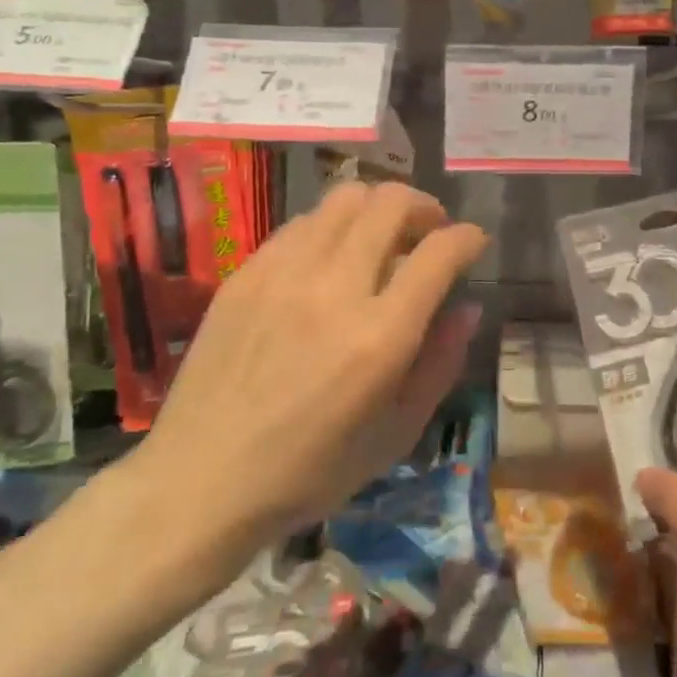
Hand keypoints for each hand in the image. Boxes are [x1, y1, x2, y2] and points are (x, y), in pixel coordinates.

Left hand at [128, 181, 487, 569]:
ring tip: (381, 238)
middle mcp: (335, 288)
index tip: (473, 242)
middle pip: (391, 203)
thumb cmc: (311, 470)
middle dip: (425, 207)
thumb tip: (467, 307)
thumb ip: (440, 364)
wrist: (203, 477)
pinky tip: (330, 258)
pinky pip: (302, 222)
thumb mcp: (397, 435)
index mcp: (381, 336)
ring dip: (378, 208)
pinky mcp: (247, 272)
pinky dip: (331, 227)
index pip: (439, 252)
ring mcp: (284, 272)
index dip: (468, 238)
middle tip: (429, 232)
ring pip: (345, 198)